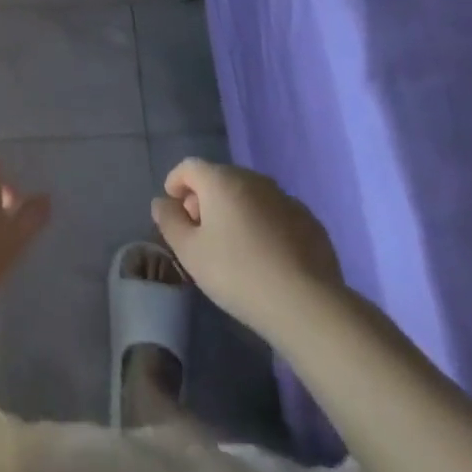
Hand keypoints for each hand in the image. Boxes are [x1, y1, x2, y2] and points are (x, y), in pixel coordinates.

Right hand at [152, 159, 343, 341]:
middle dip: (205, 199)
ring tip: (233, 246)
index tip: (173, 208)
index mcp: (221, 181)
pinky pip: (275, 213)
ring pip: (250, 195)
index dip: (176, 182)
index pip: (190, 167)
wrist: (305, 304)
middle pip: (220, 179)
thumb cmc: (237, 274)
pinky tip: (265, 256)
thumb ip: (170, 222)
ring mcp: (285, 197)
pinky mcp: (309, 220)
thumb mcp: (190, 252)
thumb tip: (162, 202)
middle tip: (200, 231)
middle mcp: (253, 179)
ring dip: (235, 210)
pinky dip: (263, 224)